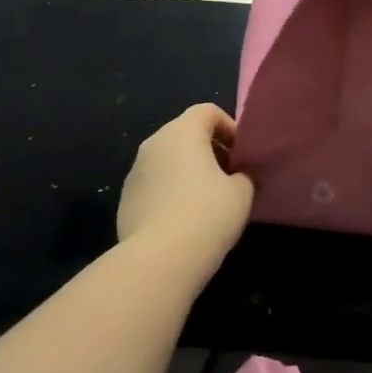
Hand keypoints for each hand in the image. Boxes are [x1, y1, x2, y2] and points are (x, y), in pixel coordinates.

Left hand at [118, 105, 254, 275]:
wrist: (158, 260)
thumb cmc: (206, 216)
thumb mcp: (241, 193)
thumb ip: (245, 175)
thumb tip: (240, 176)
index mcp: (181, 132)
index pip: (207, 112)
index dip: (229, 127)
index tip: (242, 155)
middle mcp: (153, 144)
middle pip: (185, 134)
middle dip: (210, 150)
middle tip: (230, 177)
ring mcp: (135, 172)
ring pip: (168, 160)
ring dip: (189, 172)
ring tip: (208, 201)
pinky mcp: (126, 199)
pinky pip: (155, 184)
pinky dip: (171, 191)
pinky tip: (185, 220)